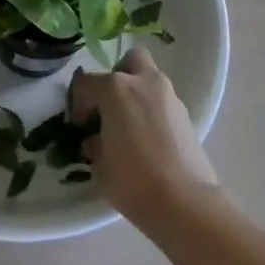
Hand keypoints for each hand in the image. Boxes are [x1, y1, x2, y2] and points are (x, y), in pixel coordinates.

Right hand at [69, 48, 221, 233]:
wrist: (184, 202)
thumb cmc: (133, 181)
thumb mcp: (100, 165)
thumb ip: (94, 143)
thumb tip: (96, 139)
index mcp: (115, 88)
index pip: (86, 82)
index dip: (78, 103)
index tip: (80, 126)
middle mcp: (144, 82)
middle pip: (128, 61)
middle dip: (117, 76)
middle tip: (109, 106)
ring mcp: (169, 96)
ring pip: (150, 78)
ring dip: (137, 93)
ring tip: (129, 126)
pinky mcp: (186, 114)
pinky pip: (163, 101)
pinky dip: (153, 110)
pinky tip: (147, 138)